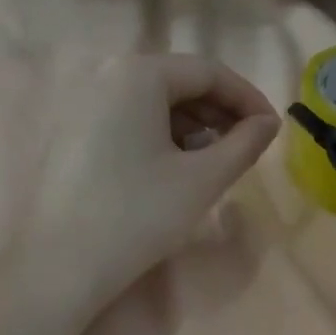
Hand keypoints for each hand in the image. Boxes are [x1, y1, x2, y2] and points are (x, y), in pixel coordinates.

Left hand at [22, 54, 280, 314]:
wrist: (63, 263)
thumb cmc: (140, 215)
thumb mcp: (203, 179)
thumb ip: (244, 144)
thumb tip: (268, 123)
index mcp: (138, 73)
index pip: (208, 72)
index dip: (247, 98)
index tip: (272, 129)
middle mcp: (105, 75)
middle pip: (177, 83)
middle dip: (218, 112)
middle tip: (245, 147)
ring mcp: (81, 104)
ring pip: (151, 103)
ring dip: (191, 126)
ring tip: (214, 162)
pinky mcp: (70, 134)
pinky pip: (126, 121)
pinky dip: (159, 136)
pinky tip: (173, 169)